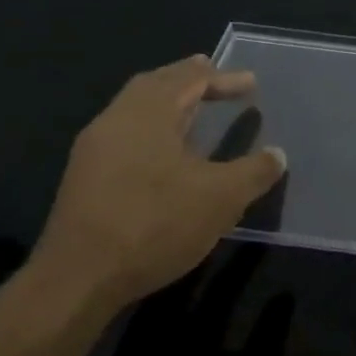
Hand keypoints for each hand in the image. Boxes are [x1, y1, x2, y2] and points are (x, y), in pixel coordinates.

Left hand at [31, 57, 286, 310]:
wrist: (79, 279)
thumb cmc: (156, 224)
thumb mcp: (221, 198)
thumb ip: (254, 172)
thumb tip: (277, 155)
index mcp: (147, 114)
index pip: (188, 79)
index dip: (222, 78)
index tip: (251, 83)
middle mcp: (115, 121)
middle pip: (153, 85)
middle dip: (186, 79)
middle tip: (212, 76)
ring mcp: (94, 150)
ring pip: (134, 110)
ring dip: (167, 104)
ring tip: (193, 110)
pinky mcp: (85, 179)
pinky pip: (125, 135)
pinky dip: (152, 129)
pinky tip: (166, 153)